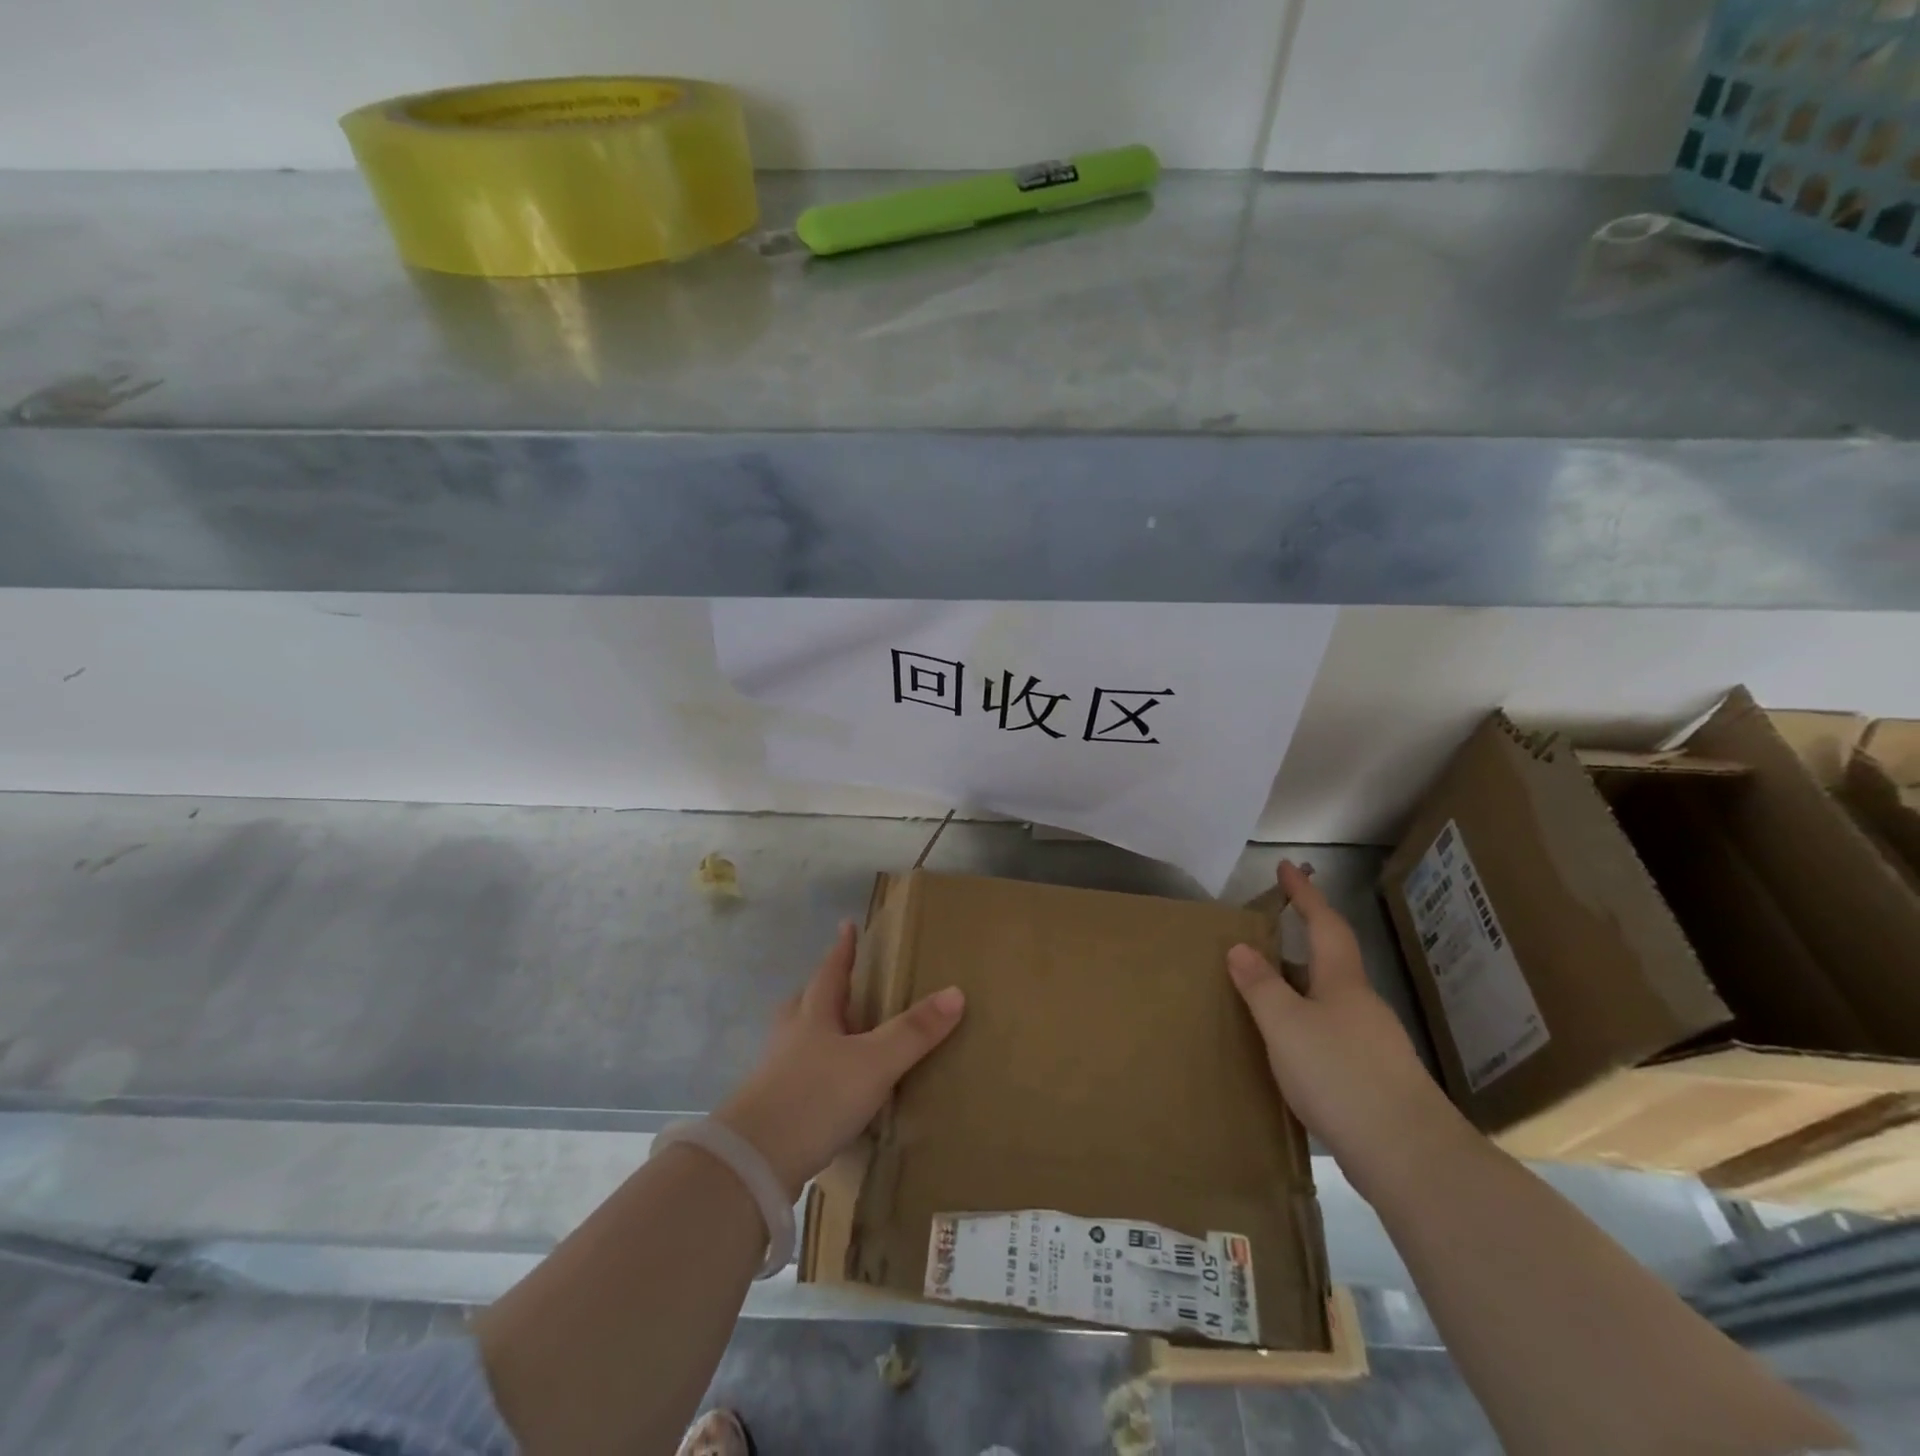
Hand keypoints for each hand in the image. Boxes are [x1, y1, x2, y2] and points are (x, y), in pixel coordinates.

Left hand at [715, 921, 964, 1199]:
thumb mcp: (874, 1062)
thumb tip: (956, 992)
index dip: (842, 949)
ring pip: (798, 1041)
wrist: (754, 1163)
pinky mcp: (773, 1110)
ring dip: (818, 1033)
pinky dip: (817, 1074)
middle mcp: (790, 1038)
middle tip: (844, 985)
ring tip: (841, 1038)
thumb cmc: (816, 1097)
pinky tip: (832, 1092)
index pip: (830, 972)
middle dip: (824, 991)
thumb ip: (914, 1031)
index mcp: (813, 1016)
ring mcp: (776, 1074)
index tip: (846, 924)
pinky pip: (800, 1078)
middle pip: (805, 1003)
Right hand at [1227, 861, 1464, 1195]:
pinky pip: (1332, 1040)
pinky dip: (1306, 1032)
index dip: (1305, 894)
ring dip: (1298, 994)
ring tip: (1262, 1001)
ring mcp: (1374, 1045)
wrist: (1409, 1156)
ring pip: (1329, 1005)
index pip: (1325, 924)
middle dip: (1297, 948)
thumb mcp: (1285, 1024)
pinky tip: (1288, 1055)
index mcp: (1342, 983)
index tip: (1289, 867)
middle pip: (1329, 965)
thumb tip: (1240, 947)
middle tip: (1259, 944)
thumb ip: (1261, 986)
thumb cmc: (1340, 1074)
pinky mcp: (1375, 1082)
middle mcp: (1362, 1006)